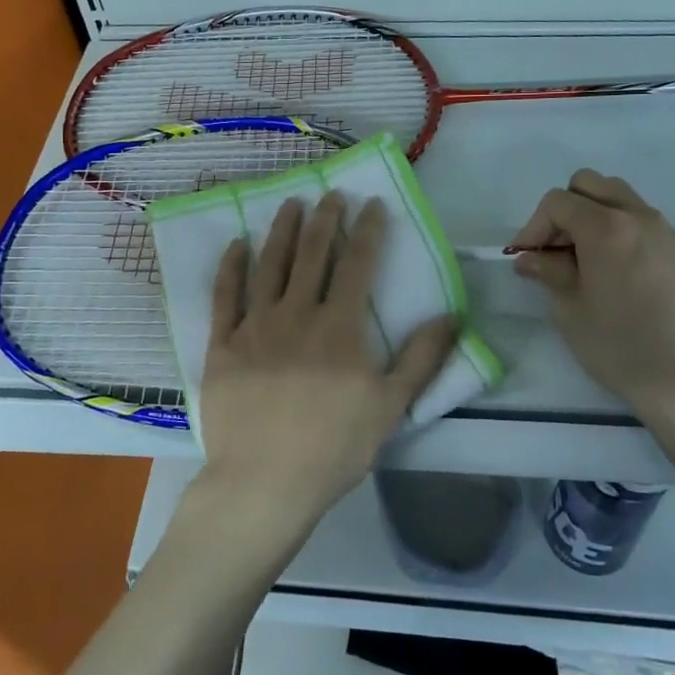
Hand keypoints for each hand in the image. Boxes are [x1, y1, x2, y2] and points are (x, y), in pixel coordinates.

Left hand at [194, 193, 458, 550]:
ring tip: (291, 203)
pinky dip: (231, 266)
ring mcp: (255, 326)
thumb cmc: (334, 447)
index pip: (357, 264)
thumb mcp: (391, 406)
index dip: (367, 229)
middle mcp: (297, 314)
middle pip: (312, 254)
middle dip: (325, 219)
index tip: (372, 203)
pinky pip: (225, 296)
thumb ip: (422, 357)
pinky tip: (237, 244)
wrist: (264, 481)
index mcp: (340, 326)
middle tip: (331, 194)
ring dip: (282, 230)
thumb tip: (451, 315)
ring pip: (270, 265)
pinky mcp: (223, 344)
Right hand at [508, 169, 674, 417]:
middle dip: (563, 211)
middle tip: (552, 250)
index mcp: (607, 228)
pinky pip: (636, 216)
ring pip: (615, 196)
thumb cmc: (616, 344)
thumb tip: (528, 257)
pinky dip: (614, 226)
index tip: (526, 257)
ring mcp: (661, 229)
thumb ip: (548, 270)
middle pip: (588, 185)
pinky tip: (606, 266)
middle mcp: (637, 216)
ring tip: (578, 256)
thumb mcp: (568, 307)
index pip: (558, 202)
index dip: (534, 226)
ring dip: (589, 214)